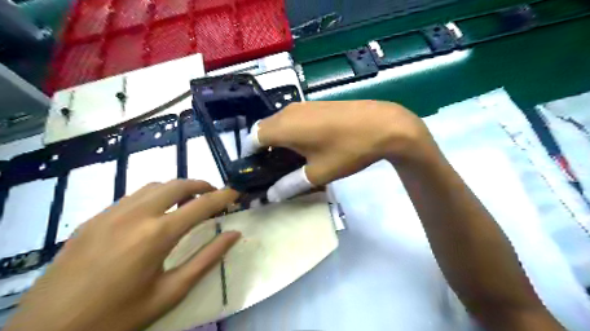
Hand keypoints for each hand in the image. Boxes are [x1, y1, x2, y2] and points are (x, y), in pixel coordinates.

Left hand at [4, 180, 238, 330]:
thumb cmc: (118, 317)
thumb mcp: (170, 292)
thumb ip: (207, 259)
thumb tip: (234, 235)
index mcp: (157, 234)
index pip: (202, 205)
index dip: (223, 196)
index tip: (236, 192)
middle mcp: (136, 214)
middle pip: (178, 184)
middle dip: (202, 185)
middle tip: (214, 196)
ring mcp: (111, 213)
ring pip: (155, 186)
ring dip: (177, 188)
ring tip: (188, 201)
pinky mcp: (94, 218)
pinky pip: (133, 196)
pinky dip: (154, 196)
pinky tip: (155, 213)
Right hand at [240, 99, 436, 199]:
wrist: (382, 125)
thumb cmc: (346, 150)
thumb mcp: (318, 173)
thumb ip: (290, 184)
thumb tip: (271, 195)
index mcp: (283, 127)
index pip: (252, 139)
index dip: (249, 156)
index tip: (255, 171)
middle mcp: (288, 112)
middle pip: (264, 130)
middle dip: (263, 149)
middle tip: (272, 170)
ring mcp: (303, 105)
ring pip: (279, 123)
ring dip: (278, 141)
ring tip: (289, 161)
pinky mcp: (316, 105)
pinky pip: (294, 119)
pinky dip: (291, 132)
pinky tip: (307, 146)